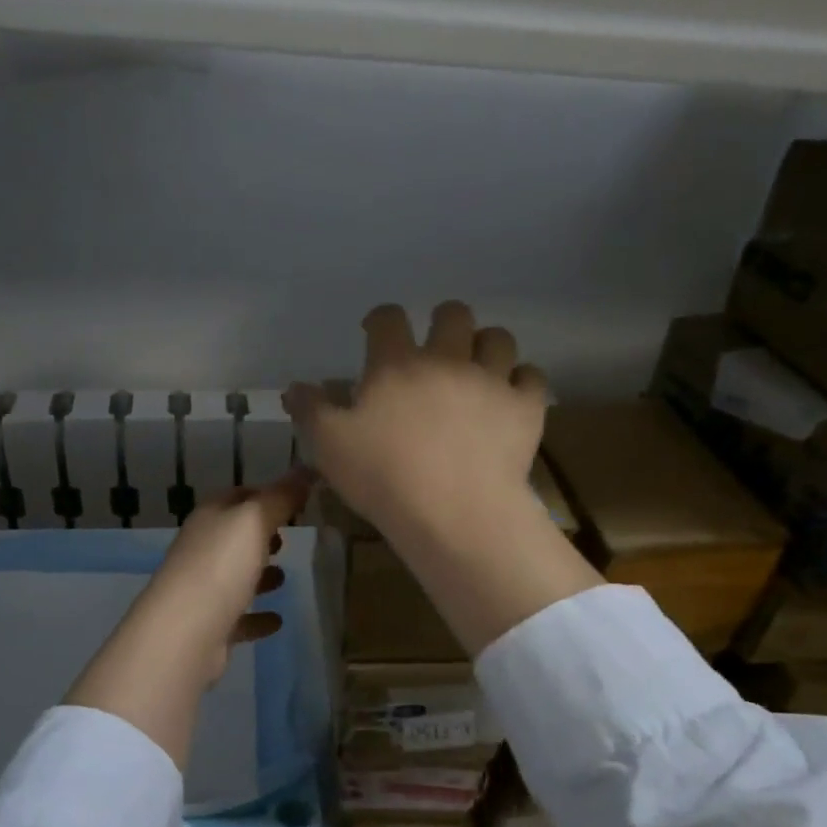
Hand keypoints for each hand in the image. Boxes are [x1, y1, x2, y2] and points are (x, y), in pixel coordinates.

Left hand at [63, 471, 311, 767]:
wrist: (184, 632)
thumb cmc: (221, 566)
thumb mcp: (255, 520)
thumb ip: (281, 497)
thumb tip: (306, 470)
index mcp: (210, 518)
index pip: (238, 495)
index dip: (265, 494)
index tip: (295, 499)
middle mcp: (202, 549)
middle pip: (234, 537)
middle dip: (261, 535)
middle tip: (289, 537)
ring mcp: (203, 589)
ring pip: (234, 576)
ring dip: (258, 575)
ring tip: (285, 577)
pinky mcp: (209, 625)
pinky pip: (238, 616)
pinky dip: (256, 616)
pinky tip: (277, 620)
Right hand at [286, 301, 547, 547]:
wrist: (453, 512)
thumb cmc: (383, 477)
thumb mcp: (329, 446)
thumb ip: (310, 410)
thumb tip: (295, 387)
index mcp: (396, 364)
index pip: (388, 318)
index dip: (380, 319)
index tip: (374, 331)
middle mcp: (447, 359)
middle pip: (453, 314)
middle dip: (443, 321)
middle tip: (435, 346)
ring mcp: (492, 380)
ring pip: (498, 339)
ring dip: (486, 346)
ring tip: (477, 367)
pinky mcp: (525, 408)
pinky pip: (532, 377)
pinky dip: (520, 382)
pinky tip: (510, 397)